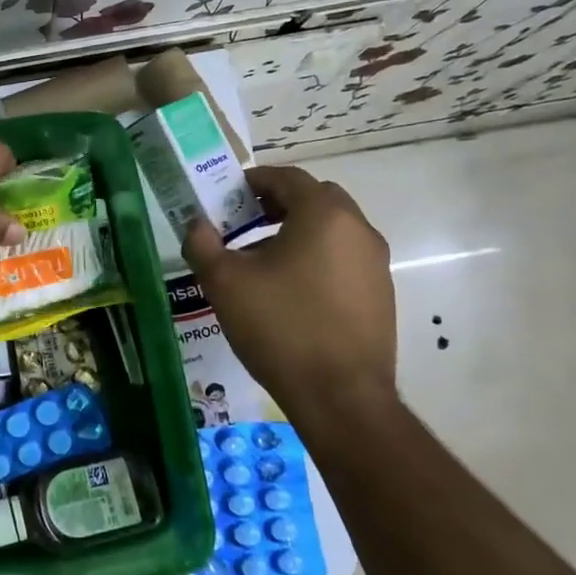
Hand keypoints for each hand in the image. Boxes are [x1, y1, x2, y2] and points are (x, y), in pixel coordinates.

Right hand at [182, 165, 396, 423]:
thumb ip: (202, 243)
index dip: (253, 181)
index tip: (227, 196)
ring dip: (297, 232)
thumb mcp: (224, 282)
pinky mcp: (380, 295)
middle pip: (315, 199)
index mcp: (324, 215)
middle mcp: (358, 230)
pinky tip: (289, 293)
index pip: (287, 177)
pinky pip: (343, 260)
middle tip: (242, 223)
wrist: (340, 396)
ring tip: (260, 261)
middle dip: (277, 204)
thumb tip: (195, 223)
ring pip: (332, 230)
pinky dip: (316, 259)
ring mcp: (376, 264)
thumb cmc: (279, 327)